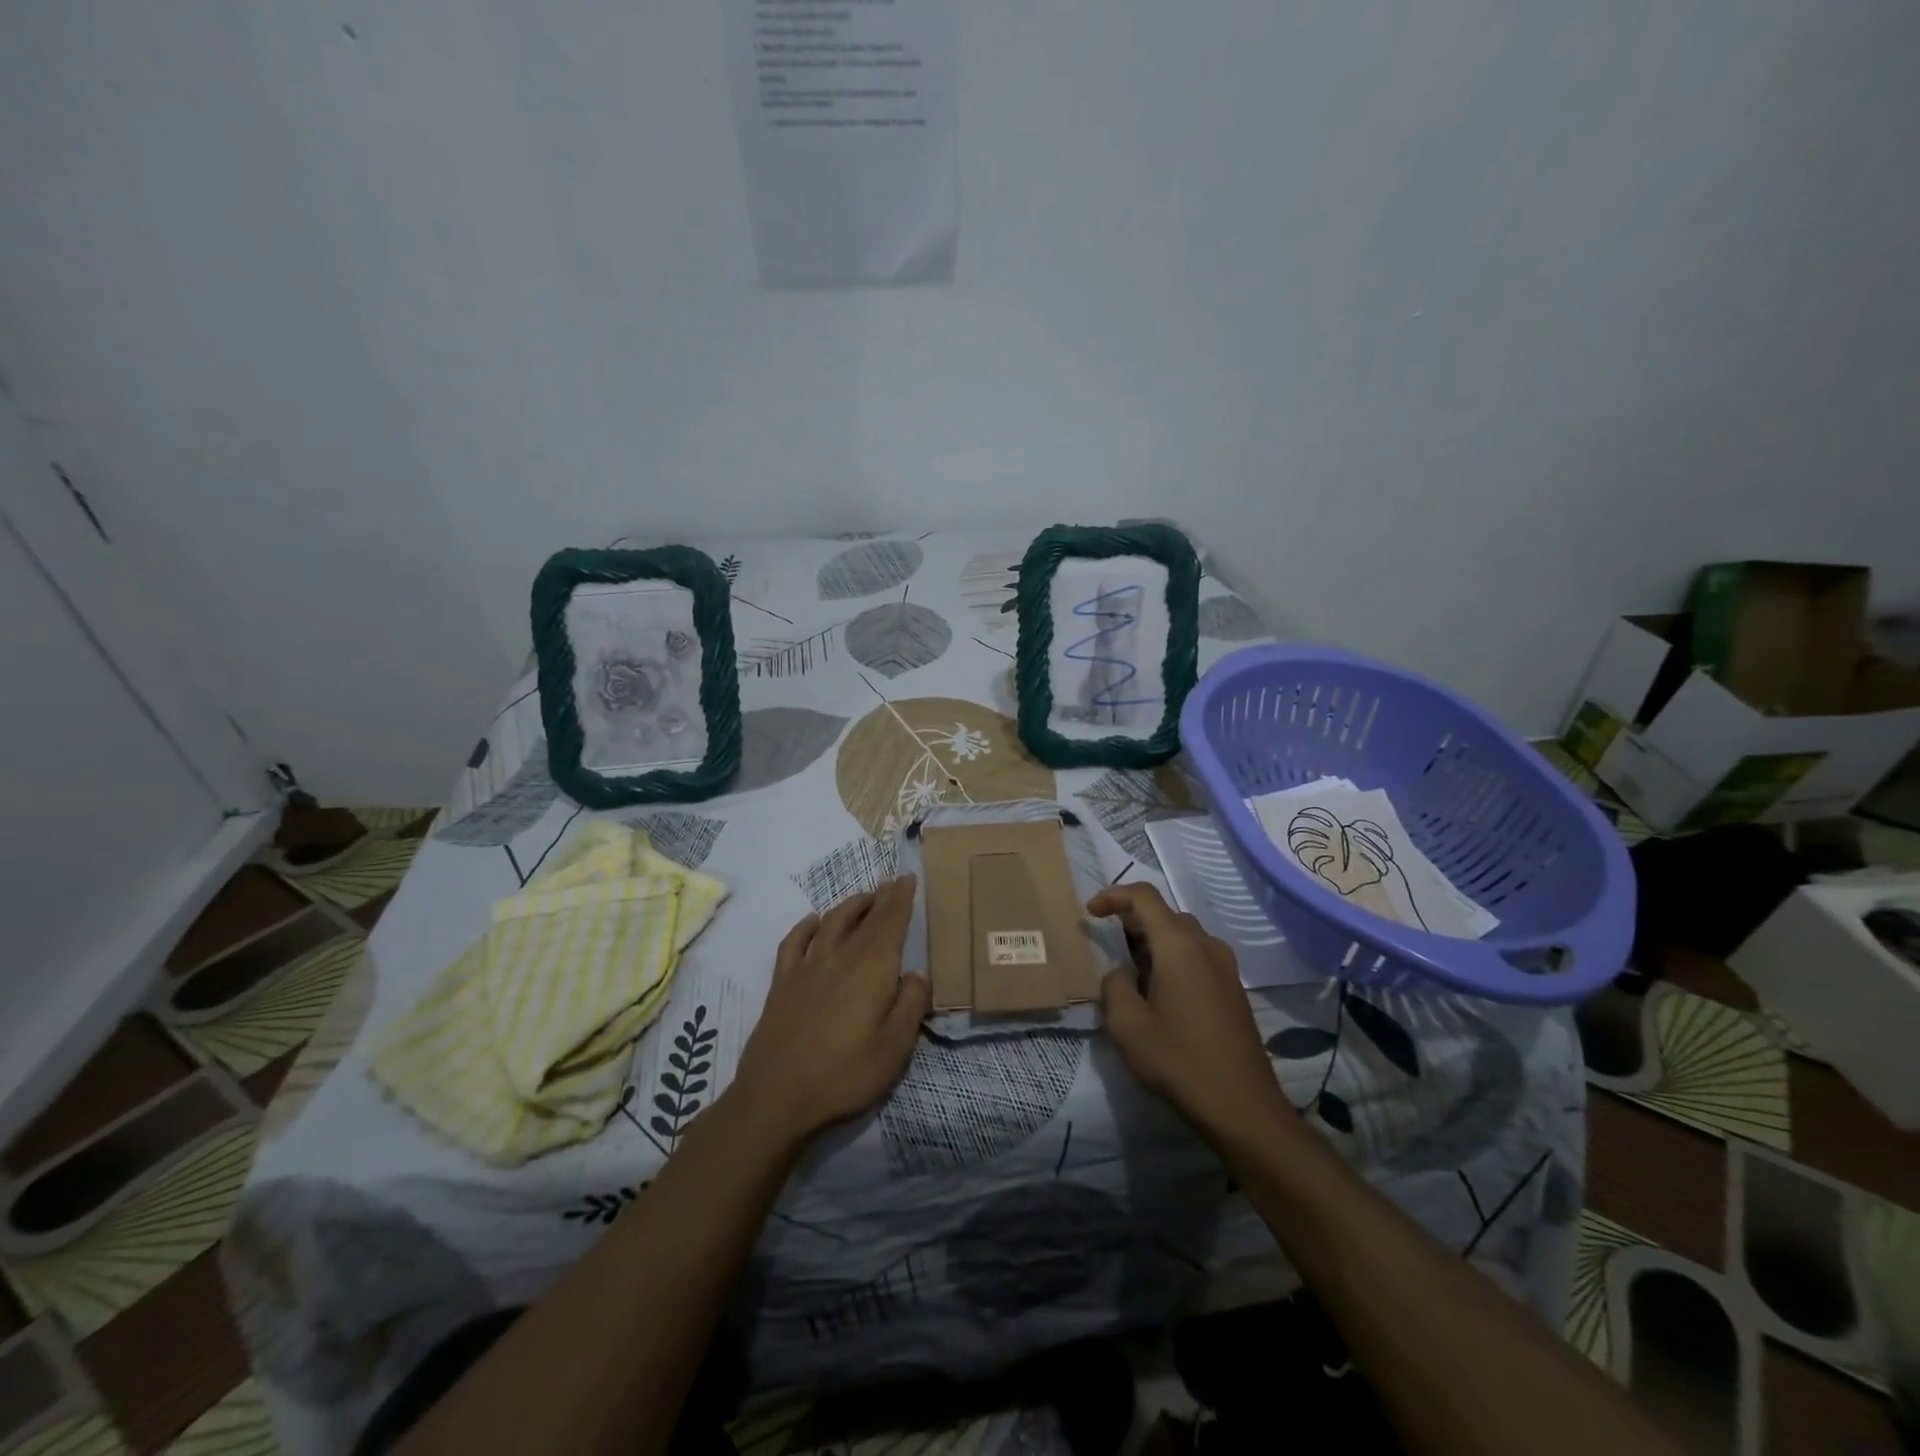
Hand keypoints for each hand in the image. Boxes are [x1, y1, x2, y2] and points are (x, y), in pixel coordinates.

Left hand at [727, 877, 931, 1146]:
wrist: (775, 1097)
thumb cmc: (844, 1075)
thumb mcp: (894, 1048)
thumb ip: (911, 1005)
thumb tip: (917, 973)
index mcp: (872, 969)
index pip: (890, 922)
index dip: (901, 898)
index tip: (908, 877)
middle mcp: (840, 957)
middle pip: (864, 918)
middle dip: (881, 898)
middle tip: (893, 882)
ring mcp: (806, 968)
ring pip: (831, 923)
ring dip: (850, 906)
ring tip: (864, 898)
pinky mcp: (782, 984)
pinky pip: (794, 943)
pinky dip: (806, 927)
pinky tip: (813, 921)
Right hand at [1089, 883, 1298, 1143]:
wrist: (1243, 1106)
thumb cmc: (1180, 1061)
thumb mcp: (1128, 1026)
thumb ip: (1114, 986)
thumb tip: (1121, 972)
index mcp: (1179, 946)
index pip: (1144, 896)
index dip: (1113, 895)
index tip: (1091, 913)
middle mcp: (1206, 945)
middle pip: (1165, 913)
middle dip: (1132, 920)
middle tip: (1108, 945)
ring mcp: (1225, 966)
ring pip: (1183, 934)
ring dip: (1154, 941)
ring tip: (1132, 971)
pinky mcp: (1233, 987)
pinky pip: (1198, 954)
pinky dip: (1174, 957)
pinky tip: (1161, 991)